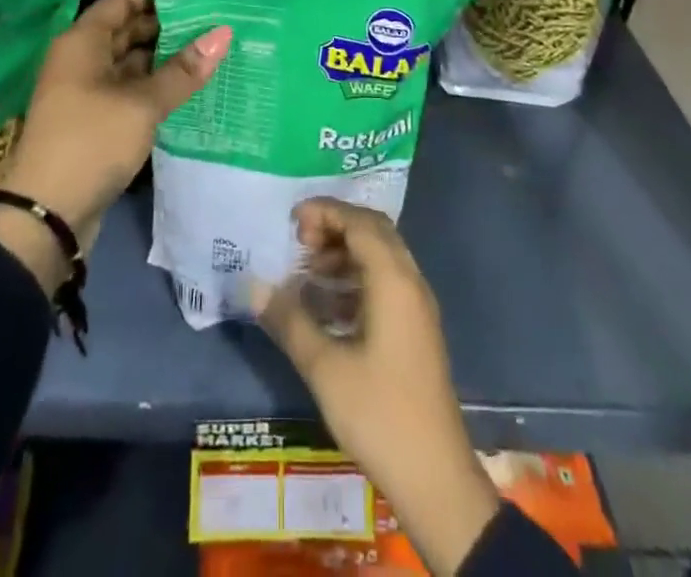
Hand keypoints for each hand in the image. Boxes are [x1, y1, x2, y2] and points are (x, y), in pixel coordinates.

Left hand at [0, 0, 230, 290]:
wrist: (46, 214)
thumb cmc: (91, 141)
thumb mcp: (142, 103)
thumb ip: (183, 70)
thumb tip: (223, 33)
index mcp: (83, 42)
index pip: (122, 0)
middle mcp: (82, 59)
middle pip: (127, 30)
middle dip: (167, 25)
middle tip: (214, 18)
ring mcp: (87, 91)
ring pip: (131, 63)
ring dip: (164, 58)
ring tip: (210, 48)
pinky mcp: (96, 120)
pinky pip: (129, 90)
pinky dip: (155, 86)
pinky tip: (190, 86)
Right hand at [253, 200, 499, 576]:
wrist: (435, 478)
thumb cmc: (379, 414)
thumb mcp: (325, 367)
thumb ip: (290, 320)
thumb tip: (255, 286)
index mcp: (394, 280)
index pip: (360, 222)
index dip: (325, 212)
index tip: (291, 220)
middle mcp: (410, 283)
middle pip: (373, 232)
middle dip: (335, 227)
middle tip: (299, 242)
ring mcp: (416, 308)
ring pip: (380, 258)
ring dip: (344, 254)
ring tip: (306, 273)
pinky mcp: (415, 331)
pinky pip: (384, 284)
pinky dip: (355, 280)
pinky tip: (325, 306)